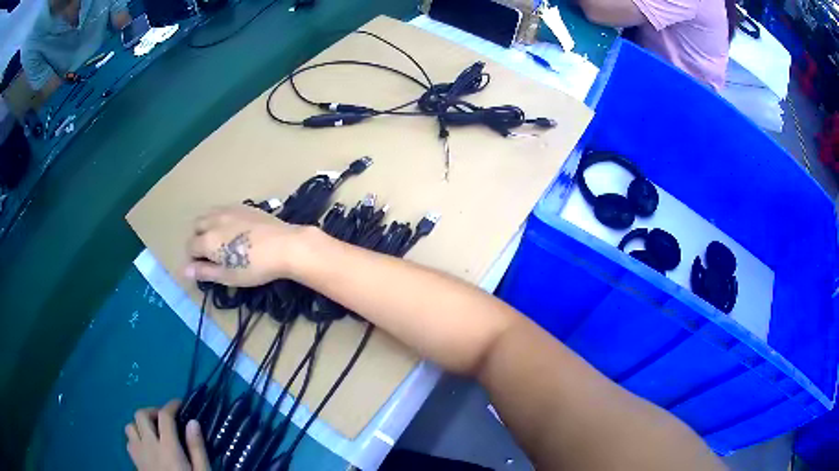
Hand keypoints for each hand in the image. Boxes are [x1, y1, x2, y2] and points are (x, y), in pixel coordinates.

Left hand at [126, 400, 208, 470]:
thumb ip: (197, 448)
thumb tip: (193, 422)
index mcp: (168, 447)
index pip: (165, 416)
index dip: (171, 405)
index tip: (179, 403)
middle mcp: (149, 444)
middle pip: (141, 415)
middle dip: (152, 411)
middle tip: (165, 419)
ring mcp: (139, 453)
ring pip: (130, 426)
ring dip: (140, 425)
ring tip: (153, 433)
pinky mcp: (135, 462)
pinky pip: (128, 441)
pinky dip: (135, 438)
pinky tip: (146, 447)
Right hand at [185, 205, 308, 286]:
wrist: (285, 246)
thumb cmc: (255, 267)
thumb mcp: (228, 276)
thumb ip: (204, 272)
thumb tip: (184, 270)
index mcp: (207, 239)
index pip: (190, 246)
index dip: (193, 259)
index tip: (204, 268)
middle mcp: (214, 220)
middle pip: (196, 226)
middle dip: (197, 239)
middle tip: (211, 254)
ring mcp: (229, 209)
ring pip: (209, 214)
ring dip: (207, 226)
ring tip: (220, 241)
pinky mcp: (244, 206)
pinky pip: (224, 209)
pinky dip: (220, 218)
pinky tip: (234, 229)